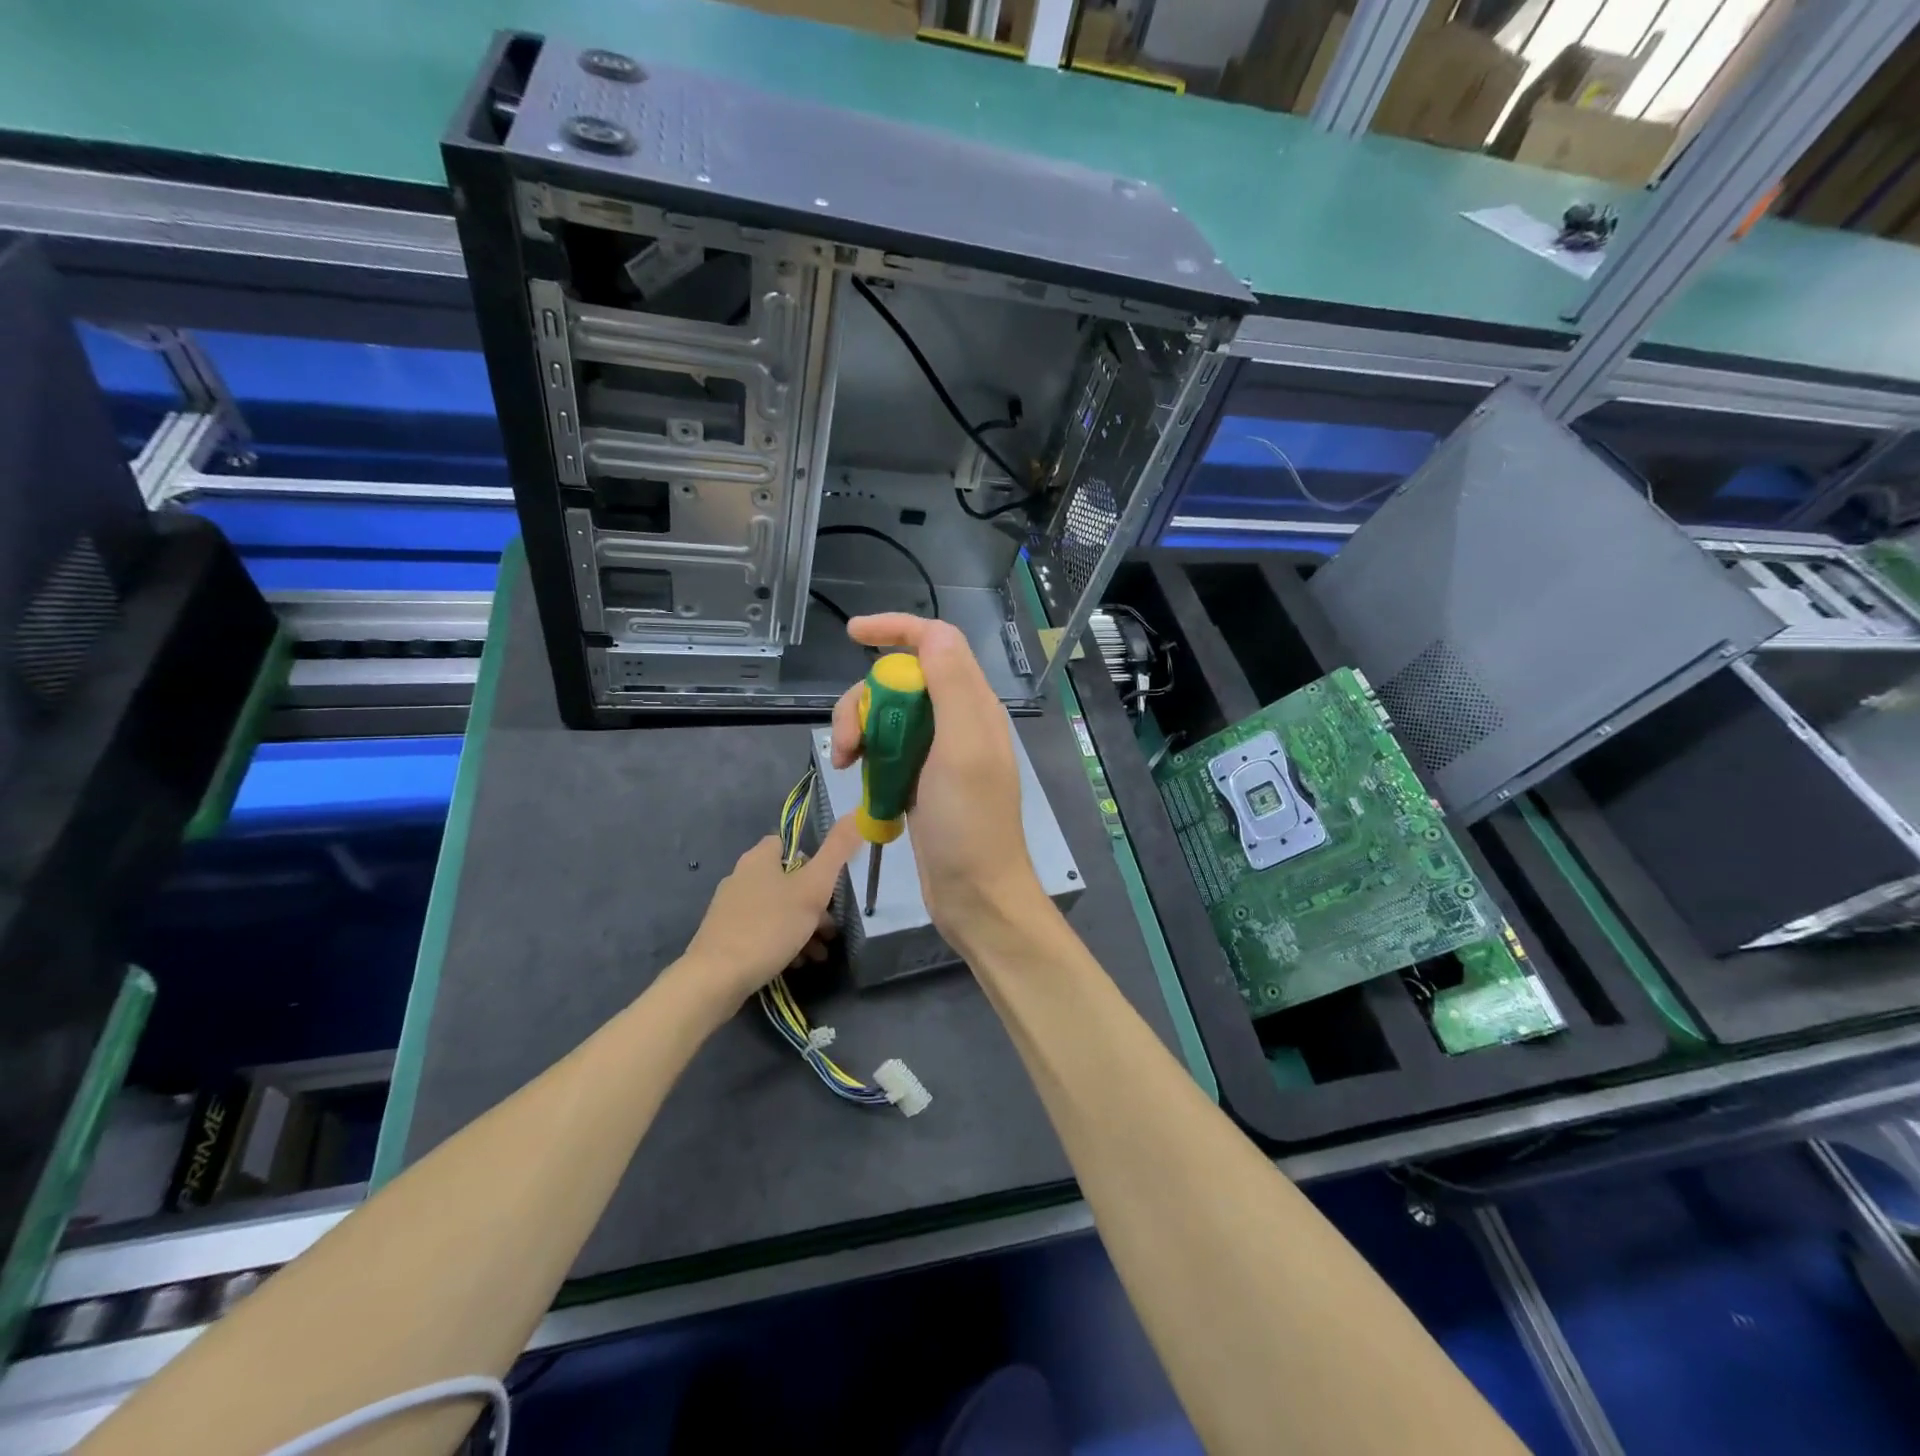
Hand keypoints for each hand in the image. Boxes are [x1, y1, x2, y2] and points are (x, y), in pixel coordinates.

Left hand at [682, 815, 861, 1005]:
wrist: (716, 978)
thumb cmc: (769, 926)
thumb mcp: (813, 887)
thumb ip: (837, 850)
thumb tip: (857, 812)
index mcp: (758, 858)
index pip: (787, 843)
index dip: (812, 859)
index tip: (830, 883)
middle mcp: (740, 877)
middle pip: (786, 881)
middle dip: (814, 904)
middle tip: (832, 928)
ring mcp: (730, 909)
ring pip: (777, 909)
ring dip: (802, 927)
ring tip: (820, 953)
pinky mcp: (725, 937)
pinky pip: (762, 932)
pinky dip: (782, 942)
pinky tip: (797, 963)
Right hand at [830, 615, 1044, 941]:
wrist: (974, 894)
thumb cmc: (970, 824)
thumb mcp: (963, 749)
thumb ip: (951, 685)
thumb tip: (932, 632)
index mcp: (973, 704)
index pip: (936, 642)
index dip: (897, 629)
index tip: (853, 634)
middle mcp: (956, 720)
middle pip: (900, 680)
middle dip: (863, 699)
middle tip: (847, 742)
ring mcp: (936, 751)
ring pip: (886, 714)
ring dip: (858, 729)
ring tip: (845, 764)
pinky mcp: (918, 778)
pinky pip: (884, 748)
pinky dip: (865, 754)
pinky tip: (853, 776)